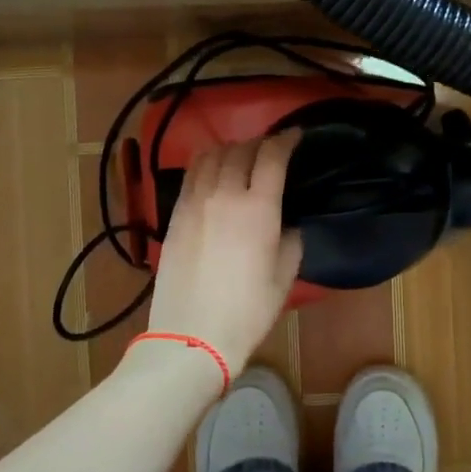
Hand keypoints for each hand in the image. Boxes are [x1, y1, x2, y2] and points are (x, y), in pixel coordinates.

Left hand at [146, 132, 303, 378]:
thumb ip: (290, 240)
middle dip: (260, 143)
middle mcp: (225, 194)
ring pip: (211, 156)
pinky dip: (205, 163)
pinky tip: (212, 171)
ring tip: (240, 155)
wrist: (192, 335)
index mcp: (259, 208)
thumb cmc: (247, 311)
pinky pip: (191, 175)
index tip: (295, 136)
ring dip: (230, 149)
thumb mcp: (284, 276)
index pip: (273, 157)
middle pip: (241, 150)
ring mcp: (195, 202)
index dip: (286, 140)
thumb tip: (286, 224)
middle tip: (270, 150)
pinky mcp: (175, 214)